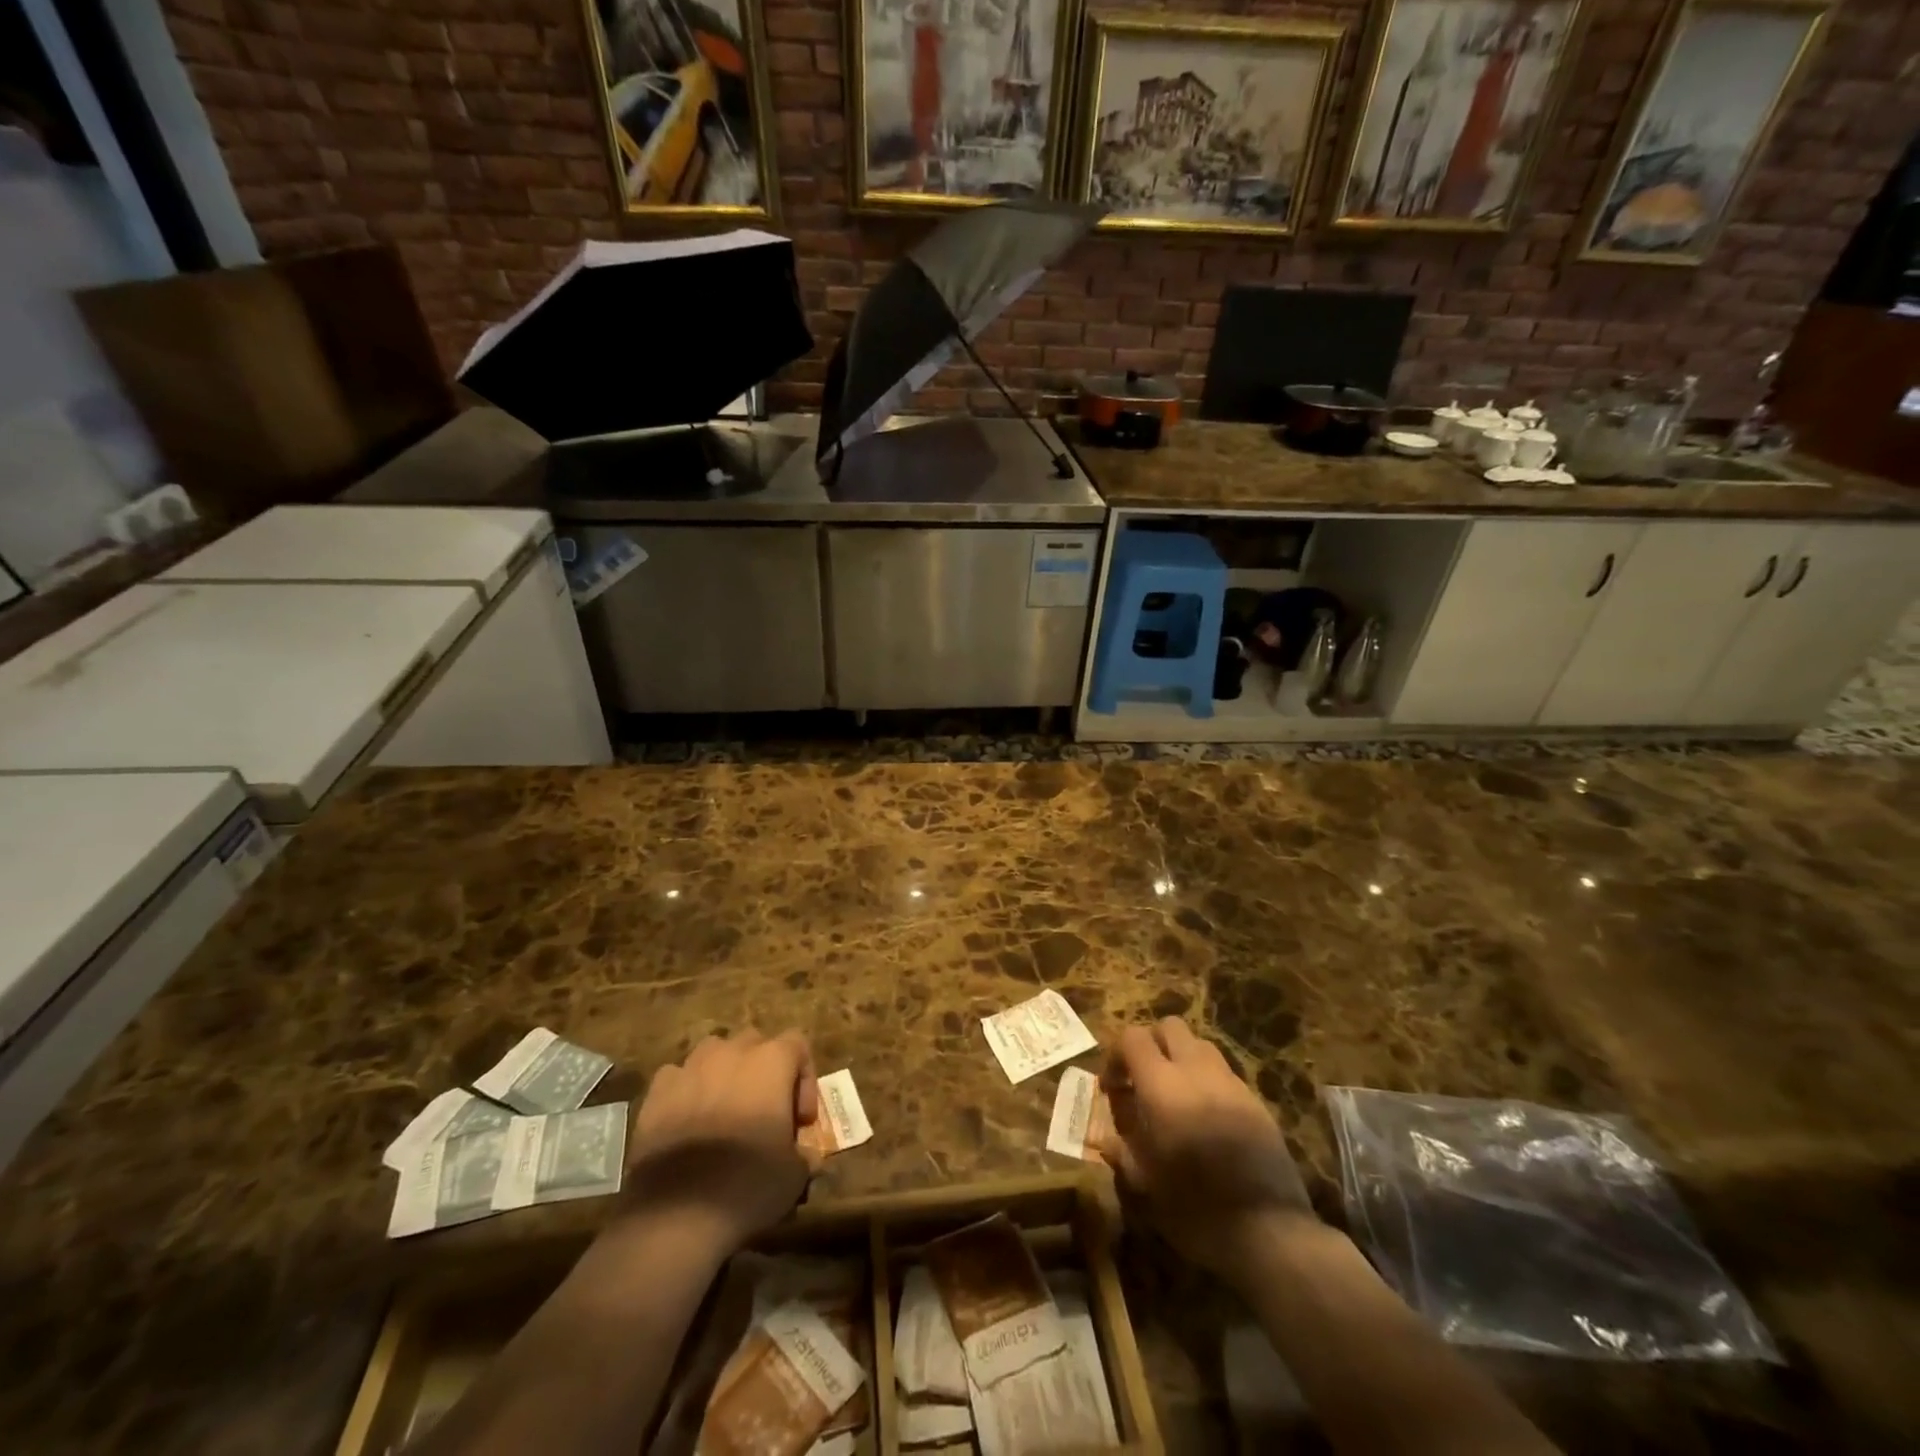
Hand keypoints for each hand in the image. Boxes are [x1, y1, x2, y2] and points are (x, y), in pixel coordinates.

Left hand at [617, 1029, 818, 1255]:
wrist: (677, 1213)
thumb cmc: (749, 1183)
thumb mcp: (795, 1174)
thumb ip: (805, 1153)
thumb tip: (806, 1156)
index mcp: (772, 1060)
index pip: (798, 1045)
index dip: (804, 1079)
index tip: (801, 1120)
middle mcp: (732, 1052)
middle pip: (755, 1043)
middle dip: (763, 1071)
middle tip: (765, 1112)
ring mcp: (690, 1067)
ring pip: (714, 1053)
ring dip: (724, 1074)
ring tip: (725, 1112)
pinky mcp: (657, 1091)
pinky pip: (678, 1077)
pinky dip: (686, 1092)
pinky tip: (688, 1123)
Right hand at [1093, 1018, 1313, 1277]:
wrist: (1270, 1232)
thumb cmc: (1196, 1209)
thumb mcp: (1145, 1185)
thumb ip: (1122, 1151)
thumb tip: (1106, 1139)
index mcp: (1162, 1085)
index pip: (1132, 1038)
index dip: (1116, 1055)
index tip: (1112, 1087)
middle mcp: (1196, 1071)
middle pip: (1169, 1027)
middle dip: (1151, 1044)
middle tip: (1142, 1080)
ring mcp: (1231, 1083)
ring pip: (1200, 1045)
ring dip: (1181, 1059)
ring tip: (1175, 1097)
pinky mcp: (1256, 1102)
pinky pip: (1224, 1073)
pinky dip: (1207, 1082)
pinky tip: (1206, 1119)